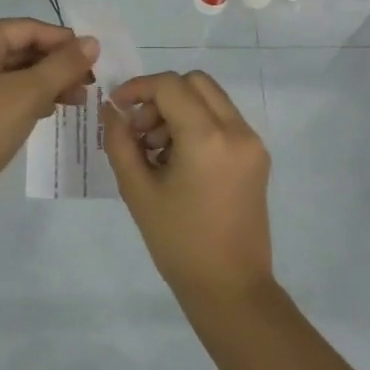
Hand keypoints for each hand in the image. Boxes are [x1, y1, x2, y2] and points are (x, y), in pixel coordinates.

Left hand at [0, 19, 97, 222]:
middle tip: (88, 84)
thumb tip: (93, 42)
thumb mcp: (27, 94)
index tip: (93, 59)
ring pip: (10, 74)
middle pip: (18, 49)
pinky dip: (25, 99)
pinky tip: (47, 112)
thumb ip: (62, 66)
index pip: (27, 28)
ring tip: (76, 101)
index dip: (63, 40)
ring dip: (44, 83)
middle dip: (56, 65)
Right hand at [102, 70, 273, 306]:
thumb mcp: (137, 191)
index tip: (116, 109)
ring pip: (211, 100)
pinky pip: (224, 122)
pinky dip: (198, 126)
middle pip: (195, 83)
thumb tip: (111, 111)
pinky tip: (177, 162)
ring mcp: (252, 143)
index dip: (138, 88)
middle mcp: (237, 131)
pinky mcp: (257, 158)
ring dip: (179, 111)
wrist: (229, 286)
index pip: (170, 86)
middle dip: (161, 97)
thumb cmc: (178, 242)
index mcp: (208, 137)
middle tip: (139, 131)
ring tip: (155, 152)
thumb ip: (120, 142)